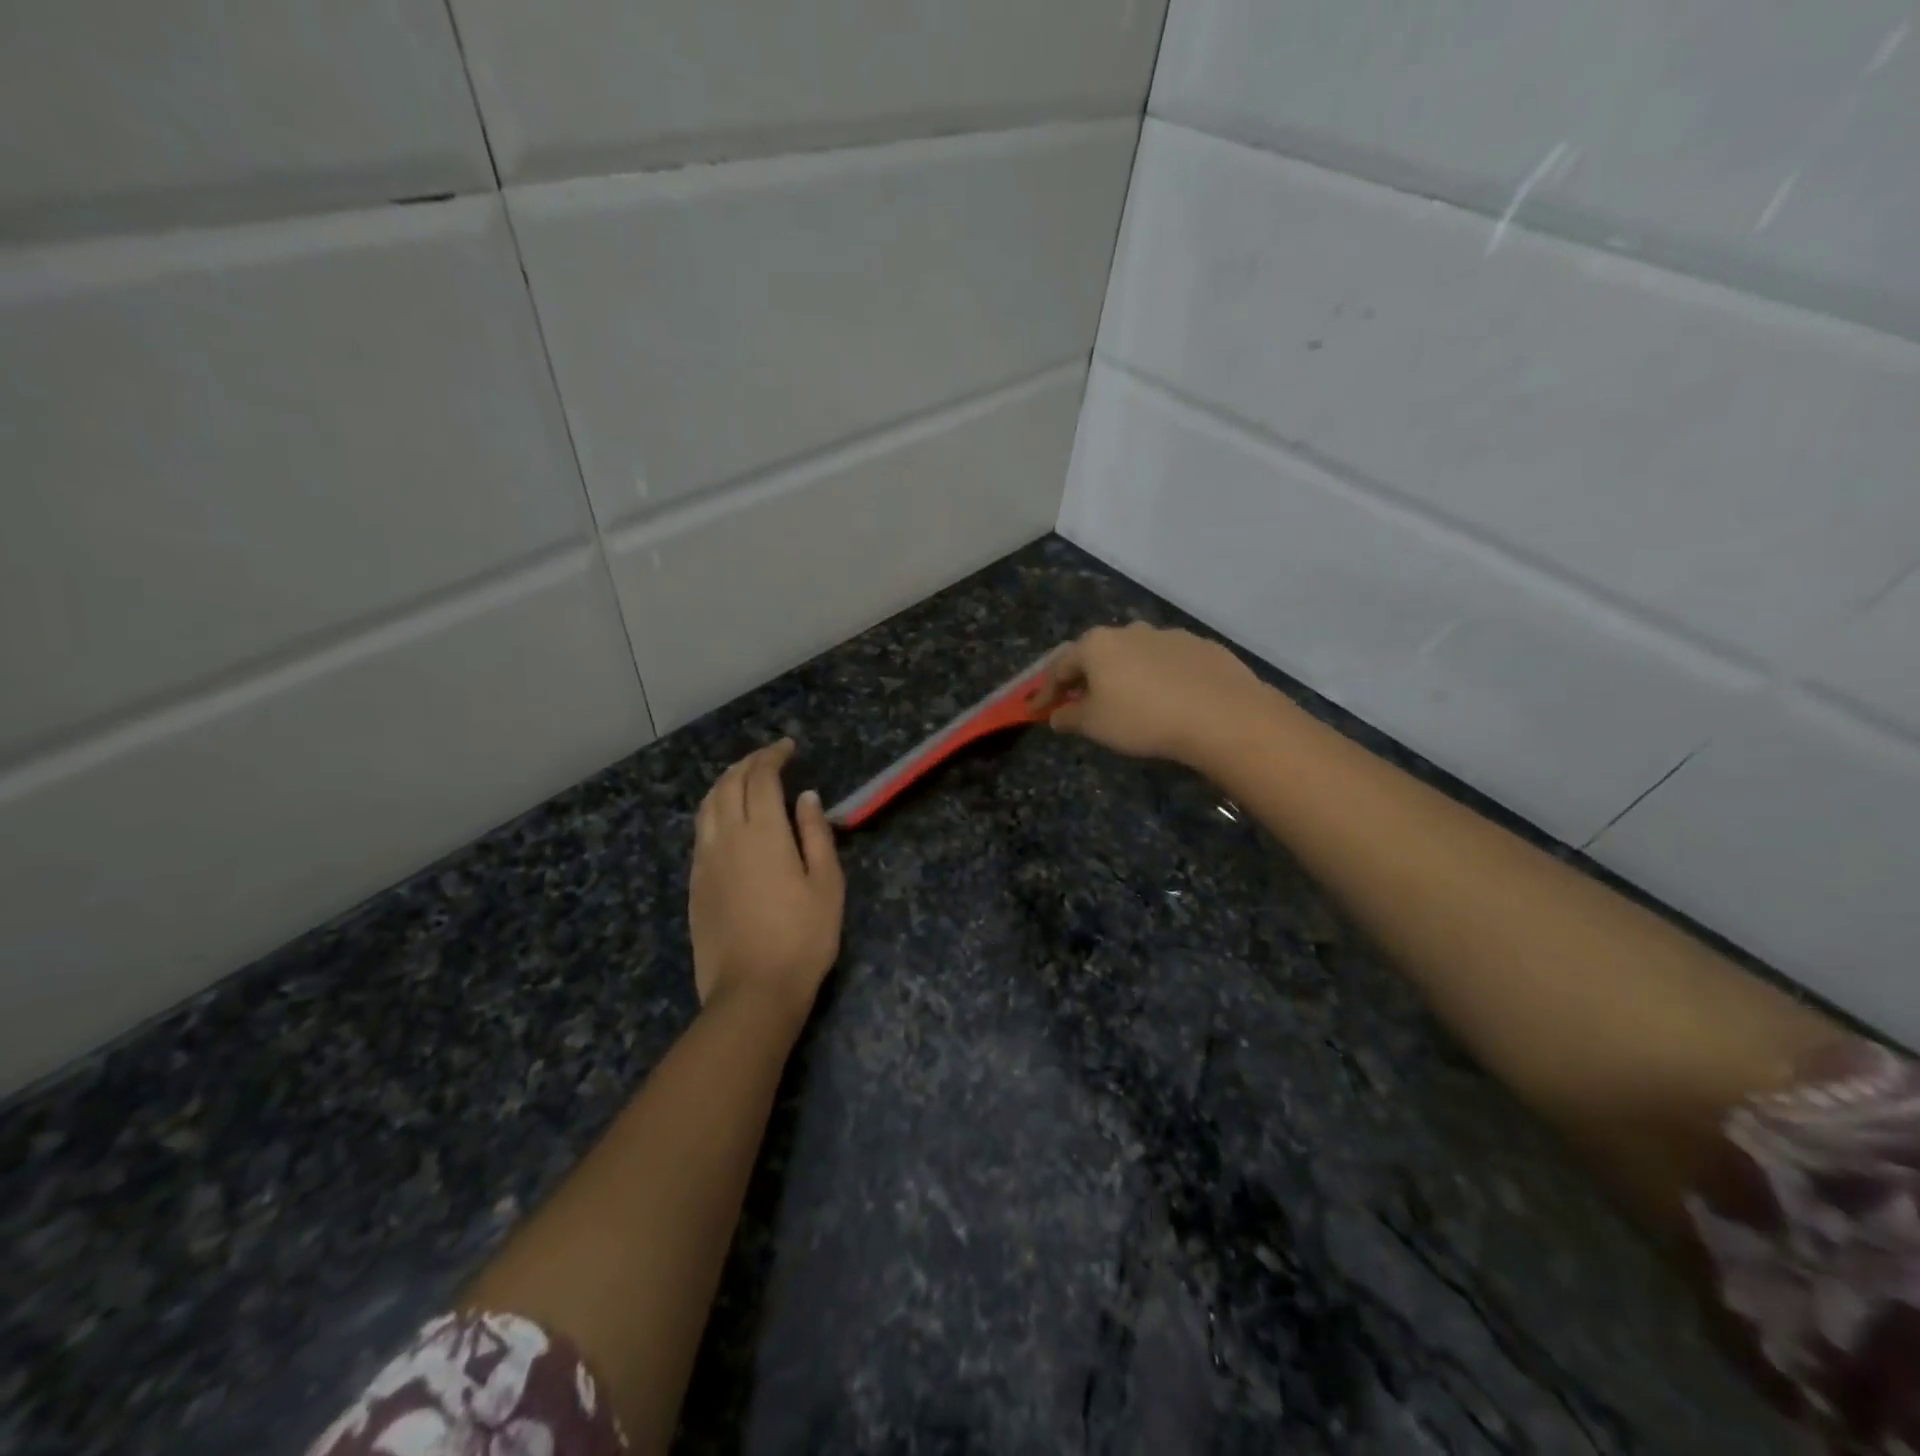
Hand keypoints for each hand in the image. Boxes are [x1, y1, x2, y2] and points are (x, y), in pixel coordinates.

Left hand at [690, 740, 844, 1025]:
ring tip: (743, 778)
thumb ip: (816, 835)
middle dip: (748, 763)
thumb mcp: (827, 884)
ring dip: (725, 782)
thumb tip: (807, 798)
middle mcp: (727, 838)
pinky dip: (713, 809)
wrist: (753, 991)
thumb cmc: (803, 937)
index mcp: (764, 833)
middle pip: (729, 785)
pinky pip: (700, 831)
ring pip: (707, 805)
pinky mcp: (695, 884)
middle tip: (768, 757)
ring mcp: (705, 861)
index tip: (788, 747)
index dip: (773, 756)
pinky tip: (725, 818)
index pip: (762, 778)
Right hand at [1040, 623, 1266, 766]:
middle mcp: (1130, 630)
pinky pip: (1168, 662)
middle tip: (1080, 701)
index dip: (1046, 691)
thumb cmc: (1143, 719)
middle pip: (1097, 654)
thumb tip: (1056, 715)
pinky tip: (1167, 699)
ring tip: (1127, 700)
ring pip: (1135, 655)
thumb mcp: (1095, 725)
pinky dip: (1158, 677)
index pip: (1060, 666)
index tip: (1037, 711)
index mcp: (1097, 645)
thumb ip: (1070, 717)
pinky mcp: (1201, 647)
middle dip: (1085, 678)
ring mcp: (1169, 635)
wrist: (1221, 715)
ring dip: (1124, 675)